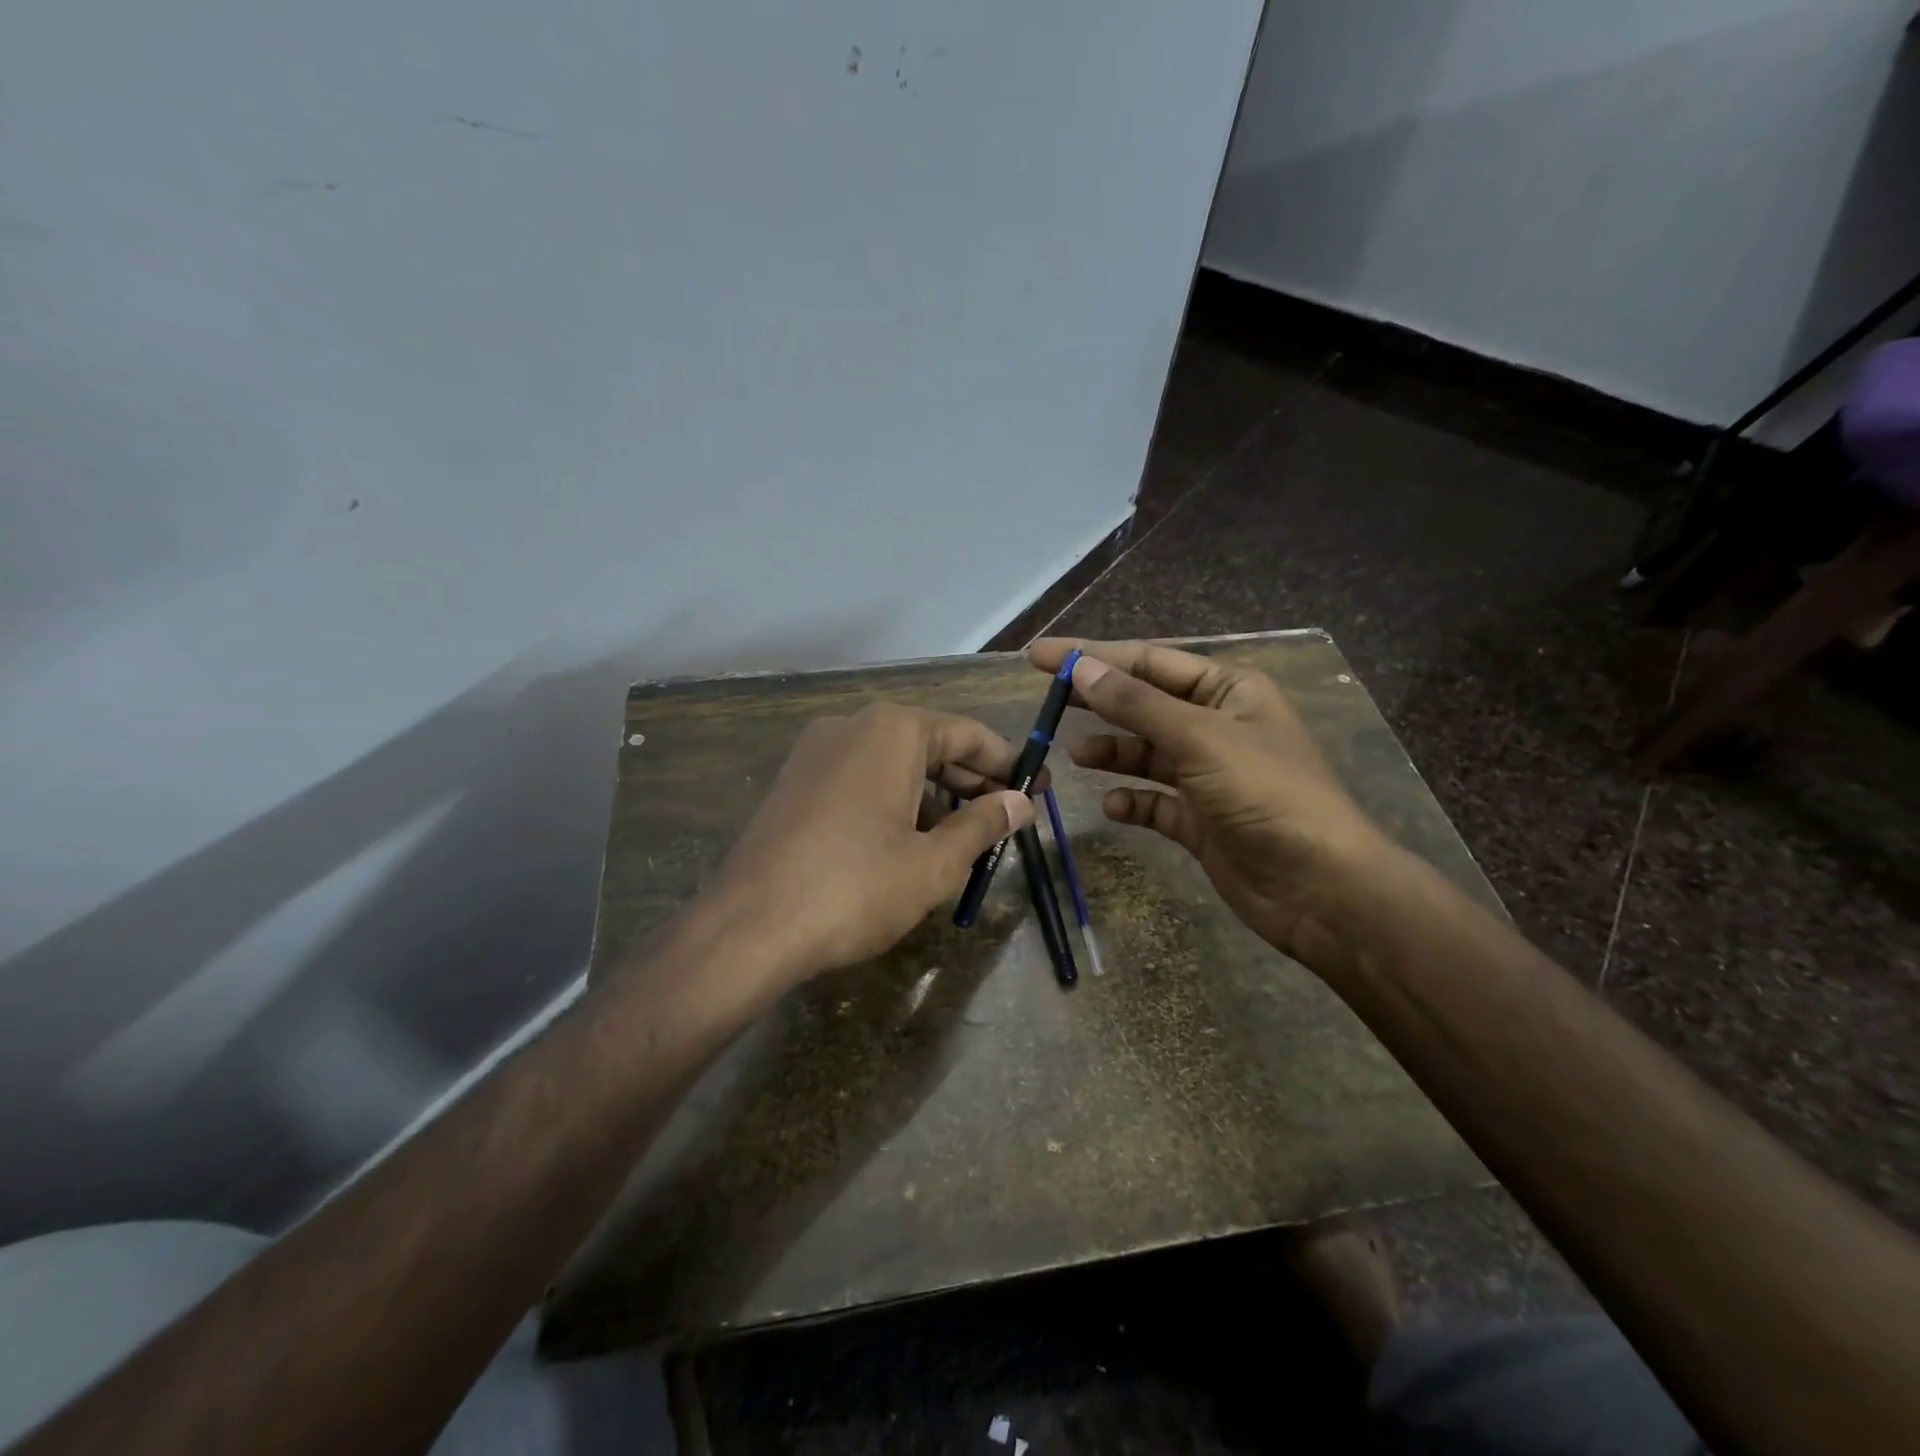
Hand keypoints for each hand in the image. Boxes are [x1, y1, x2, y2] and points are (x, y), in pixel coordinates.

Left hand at [705, 703, 1034, 995]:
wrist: (749, 928)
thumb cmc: (856, 888)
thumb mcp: (934, 863)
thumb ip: (984, 826)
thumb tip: (1022, 802)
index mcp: (892, 730)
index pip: (968, 735)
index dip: (1009, 764)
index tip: (1040, 790)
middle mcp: (852, 726)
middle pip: (930, 746)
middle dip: (972, 783)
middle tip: (1008, 819)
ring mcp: (816, 752)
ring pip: (894, 764)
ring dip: (934, 797)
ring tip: (963, 840)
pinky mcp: (794, 783)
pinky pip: (861, 780)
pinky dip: (894, 803)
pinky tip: (909, 844)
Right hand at [1028, 638, 1391, 958]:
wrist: (1320, 888)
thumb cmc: (1266, 794)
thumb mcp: (1199, 738)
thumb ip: (1135, 704)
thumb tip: (1079, 667)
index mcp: (1229, 690)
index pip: (1149, 661)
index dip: (1094, 656)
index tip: (1041, 656)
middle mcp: (1217, 726)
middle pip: (1144, 704)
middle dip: (1097, 701)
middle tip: (1046, 699)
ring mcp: (1209, 775)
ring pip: (1146, 753)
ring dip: (1112, 751)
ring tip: (1076, 755)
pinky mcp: (1200, 819)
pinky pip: (1155, 801)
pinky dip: (1132, 800)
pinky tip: (1115, 806)